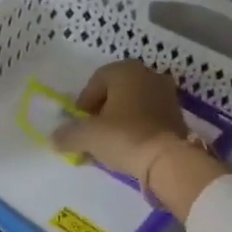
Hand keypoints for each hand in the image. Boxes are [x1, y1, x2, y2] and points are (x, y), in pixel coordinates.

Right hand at [51, 60, 228, 220]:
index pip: (96, 81)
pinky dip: (136, 129)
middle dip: (101, 113)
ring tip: (108, 145)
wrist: (168, 159)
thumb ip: (67, 134)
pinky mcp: (177, 115)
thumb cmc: (124, 137)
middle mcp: (148, 75)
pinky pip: (148, 118)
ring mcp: (166, 94)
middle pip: (115, 92)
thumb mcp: (88, 136)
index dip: (83, 103)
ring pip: (133, 106)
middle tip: (91, 134)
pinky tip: (128, 148)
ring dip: (118, 122)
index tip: (78, 123)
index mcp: (125, 71)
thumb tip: (53, 139)